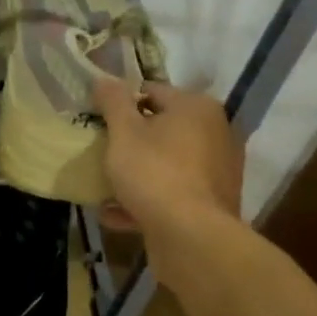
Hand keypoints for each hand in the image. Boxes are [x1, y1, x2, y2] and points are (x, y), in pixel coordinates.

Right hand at [94, 78, 243, 275]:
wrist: (191, 237)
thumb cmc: (155, 173)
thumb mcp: (123, 132)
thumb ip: (113, 102)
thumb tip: (103, 78)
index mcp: (197, 107)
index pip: (152, 91)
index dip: (121, 103)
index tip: (99, 121)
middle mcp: (215, 133)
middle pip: (162, 129)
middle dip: (131, 141)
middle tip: (102, 152)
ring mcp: (217, 171)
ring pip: (167, 164)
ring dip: (137, 173)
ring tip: (105, 187)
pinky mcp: (212, 203)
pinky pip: (173, 193)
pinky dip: (148, 200)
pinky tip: (116, 214)